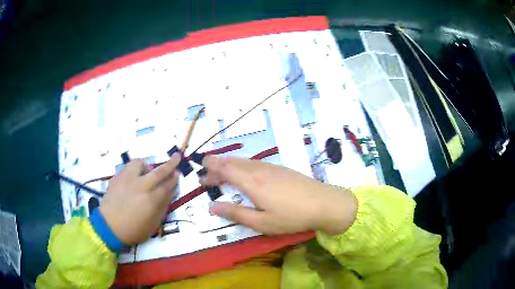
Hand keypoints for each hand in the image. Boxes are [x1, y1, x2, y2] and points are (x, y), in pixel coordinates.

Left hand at [99, 153, 180, 244]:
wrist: (109, 227)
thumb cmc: (134, 229)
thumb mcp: (153, 223)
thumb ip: (163, 207)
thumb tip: (170, 193)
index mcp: (152, 199)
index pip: (167, 185)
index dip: (174, 179)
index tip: (178, 173)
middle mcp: (141, 185)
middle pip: (159, 171)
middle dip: (170, 163)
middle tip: (177, 156)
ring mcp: (128, 179)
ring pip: (140, 164)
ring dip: (146, 166)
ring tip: (146, 171)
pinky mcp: (117, 178)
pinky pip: (127, 168)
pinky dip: (133, 171)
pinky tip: (132, 179)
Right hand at [200, 156, 356, 235]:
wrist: (324, 203)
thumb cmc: (291, 216)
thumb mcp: (261, 222)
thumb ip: (235, 213)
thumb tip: (212, 207)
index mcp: (251, 182)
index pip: (224, 170)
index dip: (211, 171)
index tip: (200, 177)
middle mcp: (259, 170)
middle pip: (232, 163)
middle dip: (216, 166)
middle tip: (206, 173)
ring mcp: (271, 167)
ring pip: (243, 161)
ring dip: (229, 165)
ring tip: (220, 170)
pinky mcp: (280, 168)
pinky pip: (254, 162)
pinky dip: (242, 165)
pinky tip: (244, 172)